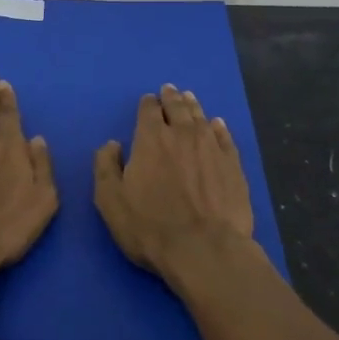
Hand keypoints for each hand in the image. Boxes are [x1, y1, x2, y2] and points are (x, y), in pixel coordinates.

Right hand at [94, 84, 255, 292]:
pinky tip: (217, 124)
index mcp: (150, 139)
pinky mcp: (233, 164)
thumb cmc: (150, 227)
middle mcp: (182, 134)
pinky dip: (218, 127)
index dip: (147, 104)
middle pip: (177, 107)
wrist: (205, 249)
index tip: (148, 101)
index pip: (148, 111)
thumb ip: (106, 167)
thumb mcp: (111, 201)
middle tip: (170, 90)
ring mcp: (211, 147)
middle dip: (171, 98)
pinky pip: (224, 137)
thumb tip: (111, 144)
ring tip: (189, 98)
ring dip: (193, 106)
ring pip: (201, 117)